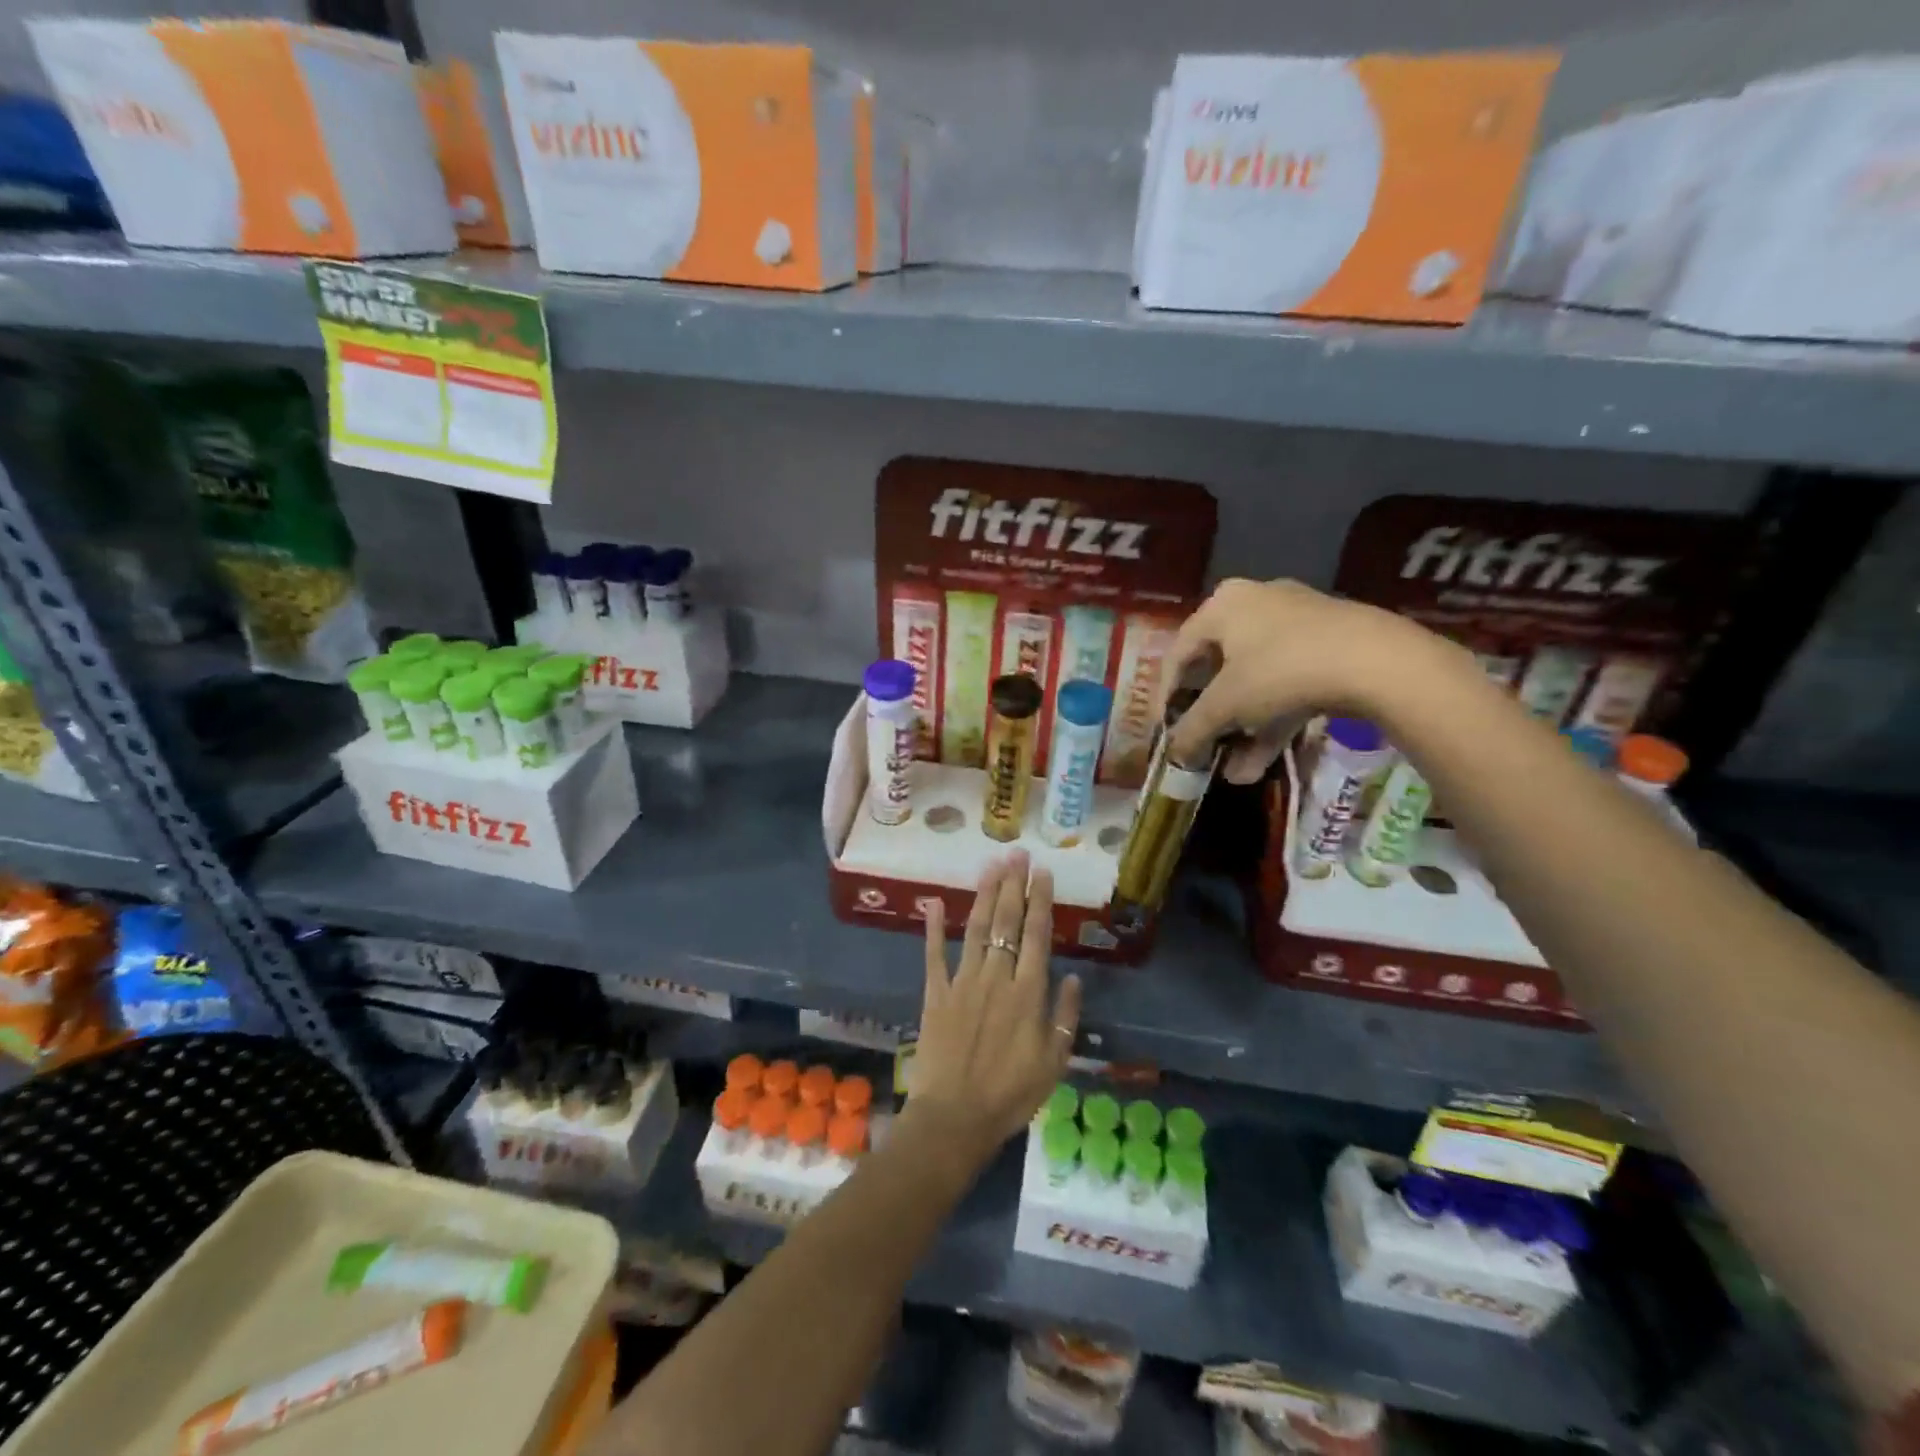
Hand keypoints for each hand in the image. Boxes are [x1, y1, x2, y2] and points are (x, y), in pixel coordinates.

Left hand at [909, 853, 1082, 1169]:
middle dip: (1014, 886)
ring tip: (991, 866)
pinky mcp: (935, 993)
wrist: (955, 1119)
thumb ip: (1064, 1017)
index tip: (1043, 872)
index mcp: (1027, 993)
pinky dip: (933, 928)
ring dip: (985, 895)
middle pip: (1007, 923)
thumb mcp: (1053, 1063)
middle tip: (1017, 854)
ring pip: (977, 929)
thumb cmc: (1010, 1095)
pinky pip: (934, 955)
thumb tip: (1075, 978)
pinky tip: (935, 902)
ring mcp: (962, 982)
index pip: (1037, 936)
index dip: (1041, 901)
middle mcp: (996, 977)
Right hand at [1161, 578, 1442, 783]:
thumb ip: (1193, 729)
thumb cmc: (1281, 672)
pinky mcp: (1329, 645)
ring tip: (1234, 772)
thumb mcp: (1227, 705)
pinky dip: (1272, 720)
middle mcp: (1255, 604)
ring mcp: (1297, 623)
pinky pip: (1286, 684)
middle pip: (1218, 670)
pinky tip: (1262, 763)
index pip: (1178, 655)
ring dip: (1241, 730)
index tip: (1165, 734)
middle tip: (1202, 749)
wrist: (1378, 662)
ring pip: (1255, 682)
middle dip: (1210, 721)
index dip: (1165, 699)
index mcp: (1222, 606)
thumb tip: (1174, 754)